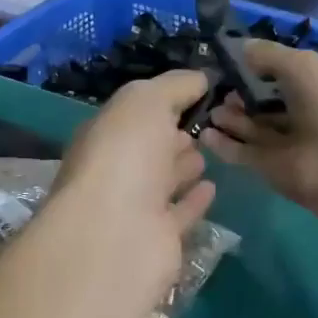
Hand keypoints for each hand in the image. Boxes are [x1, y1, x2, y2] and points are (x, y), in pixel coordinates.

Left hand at [45, 71, 217, 307]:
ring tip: (209, 151)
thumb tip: (201, 78)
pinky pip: (180, 213)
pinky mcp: (158, 239)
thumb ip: (175, 85)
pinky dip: (194, 200)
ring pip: (163, 180)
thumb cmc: (126, 156)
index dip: (164, 102)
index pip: (135, 113)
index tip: (200, 92)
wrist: (117, 236)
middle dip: (172, 134)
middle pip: (148, 147)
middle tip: (206, 123)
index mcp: (105, 134)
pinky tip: (212, 187)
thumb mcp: (146, 101)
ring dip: (183, 166)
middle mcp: (116, 170)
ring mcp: (135, 207)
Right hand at [200, 41, 317, 215]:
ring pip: (254, 128)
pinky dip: (224, 144)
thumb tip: (242, 48)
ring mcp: (287, 144)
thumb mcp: (301, 64)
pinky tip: (204, 133)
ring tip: (211, 108)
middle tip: (219, 87)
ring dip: (232, 118)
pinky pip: (242, 152)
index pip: (287, 75)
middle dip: (243, 95)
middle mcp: (305, 115)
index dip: (262, 68)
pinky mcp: (270, 167)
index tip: (233, 61)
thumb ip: (269, 55)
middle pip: (267, 104)